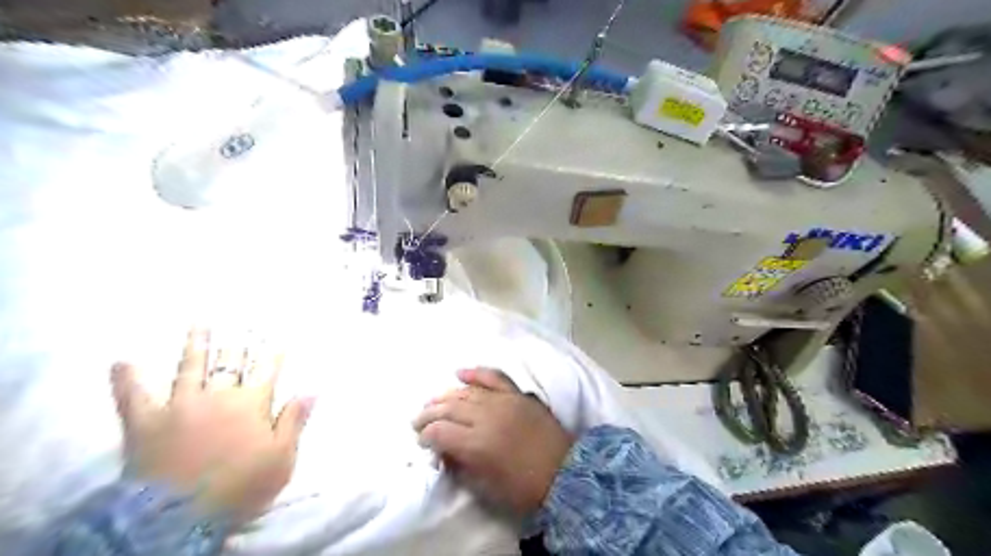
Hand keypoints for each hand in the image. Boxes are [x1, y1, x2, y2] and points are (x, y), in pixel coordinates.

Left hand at [110, 329, 310, 527]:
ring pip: (190, 368)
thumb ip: (294, 420)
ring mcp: (179, 405)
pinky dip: (127, 379)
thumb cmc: (240, 486)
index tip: (278, 335)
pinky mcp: (145, 422)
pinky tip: (121, 361)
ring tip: (201, 323)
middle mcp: (218, 395)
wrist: (179, 517)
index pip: (267, 370)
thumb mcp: (281, 457)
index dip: (273, 352)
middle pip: (230, 363)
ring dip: (196, 344)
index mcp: (251, 403)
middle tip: (242, 321)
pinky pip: (133, 396)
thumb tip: (312, 388)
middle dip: (238, 342)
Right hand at [410, 368, 572, 514]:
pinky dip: (476, 373)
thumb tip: (443, 452)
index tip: (421, 441)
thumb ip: (462, 466)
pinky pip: (494, 377)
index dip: (426, 436)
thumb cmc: (525, 487)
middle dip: (429, 414)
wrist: (566, 472)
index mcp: (477, 444)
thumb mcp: (488, 486)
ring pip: (467, 392)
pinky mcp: (518, 394)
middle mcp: (487, 417)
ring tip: (433, 401)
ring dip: (446, 395)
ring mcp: (503, 401)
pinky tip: (460, 372)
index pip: (440, 432)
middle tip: (417, 420)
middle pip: (449, 408)